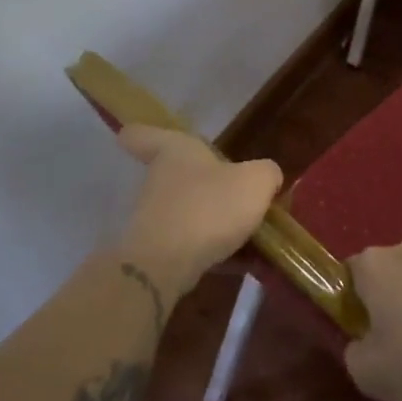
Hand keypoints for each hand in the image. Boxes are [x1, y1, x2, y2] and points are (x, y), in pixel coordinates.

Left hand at [116, 125, 281, 297]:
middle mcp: (158, 179)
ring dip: (212, 222)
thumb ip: (267, 173)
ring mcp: (153, 217)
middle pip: (175, 176)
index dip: (142, 134)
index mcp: (175, 151)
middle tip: (235, 194)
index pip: (142, 134)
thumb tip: (267, 178)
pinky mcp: (155, 252)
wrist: (164, 266)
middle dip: (202, 185)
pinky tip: (242, 262)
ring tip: (249, 237)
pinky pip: (189, 245)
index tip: (134, 137)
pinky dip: (212, 251)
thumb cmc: (209, 206)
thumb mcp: (256, 182)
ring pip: (186, 212)